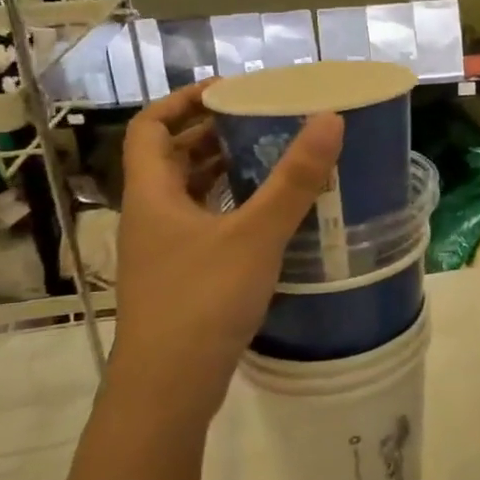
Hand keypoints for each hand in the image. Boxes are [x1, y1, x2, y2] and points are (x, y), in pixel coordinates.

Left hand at [108, 82, 343, 429]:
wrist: (168, 389)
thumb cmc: (202, 301)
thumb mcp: (255, 235)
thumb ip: (295, 179)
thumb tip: (330, 120)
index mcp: (152, 195)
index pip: (150, 127)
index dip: (182, 101)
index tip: (226, 90)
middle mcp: (150, 217)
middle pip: (169, 158)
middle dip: (210, 134)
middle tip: (259, 121)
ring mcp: (163, 251)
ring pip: (187, 195)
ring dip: (221, 172)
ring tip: (268, 158)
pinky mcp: (181, 278)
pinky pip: (202, 225)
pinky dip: (229, 208)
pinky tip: (266, 216)